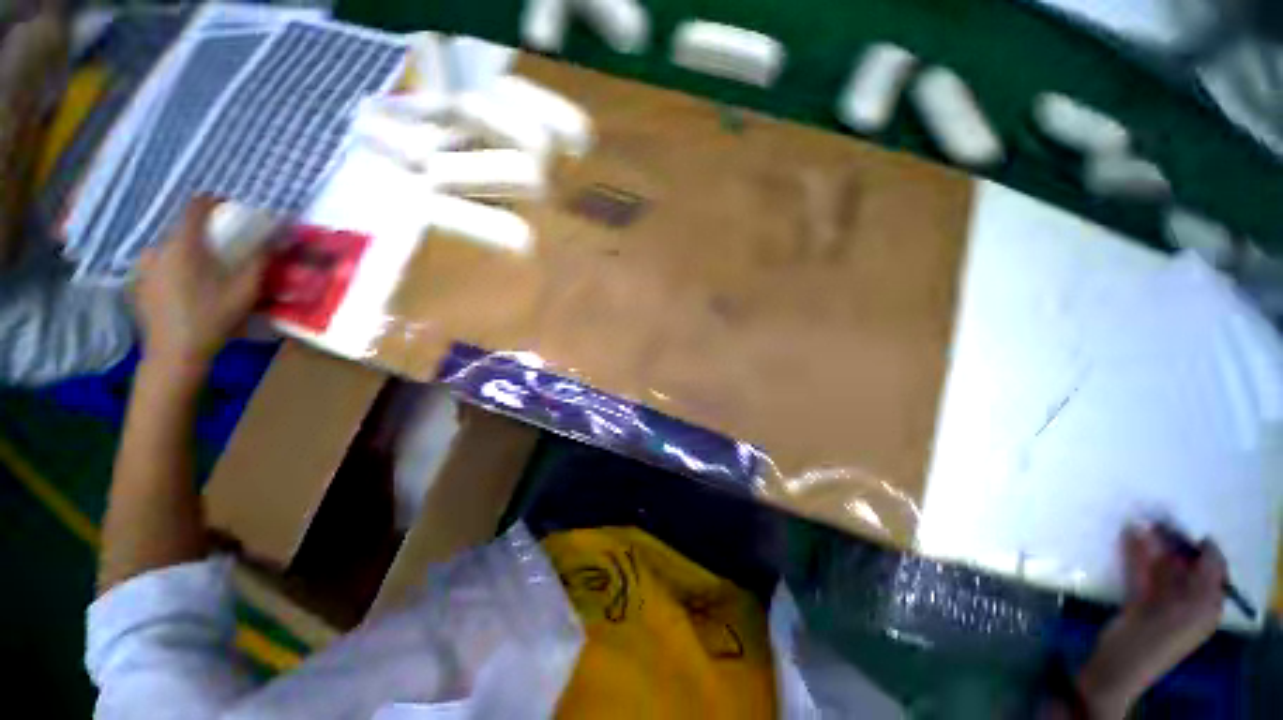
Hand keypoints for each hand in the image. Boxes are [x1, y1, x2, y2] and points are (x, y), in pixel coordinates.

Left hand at [134, 197, 265, 372]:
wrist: (174, 353)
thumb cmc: (213, 318)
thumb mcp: (246, 290)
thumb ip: (259, 260)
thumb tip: (274, 239)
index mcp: (183, 244)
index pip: (196, 205)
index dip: (215, 202)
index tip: (231, 210)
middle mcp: (158, 247)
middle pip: (183, 228)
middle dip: (204, 234)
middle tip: (224, 250)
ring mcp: (144, 266)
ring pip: (171, 248)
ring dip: (189, 252)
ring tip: (206, 273)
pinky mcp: (138, 283)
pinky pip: (160, 265)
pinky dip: (176, 268)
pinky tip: (188, 289)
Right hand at [1116, 524, 1226, 670]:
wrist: (1118, 670)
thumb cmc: (1149, 640)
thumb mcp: (1159, 605)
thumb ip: (1148, 564)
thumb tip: (1144, 526)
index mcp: (1207, 604)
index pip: (1212, 564)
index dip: (1198, 543)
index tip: (1175, 519)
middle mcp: (1192, 600)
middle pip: (1186, 564)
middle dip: (1171, 541)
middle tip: (1152, 516)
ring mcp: (1165, 602)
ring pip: (1163, 566)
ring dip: (1152, 545)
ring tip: (1136, 523)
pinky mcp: (1144, 601)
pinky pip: (1146, 573)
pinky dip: (1138, 555)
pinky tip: (1127, 538)